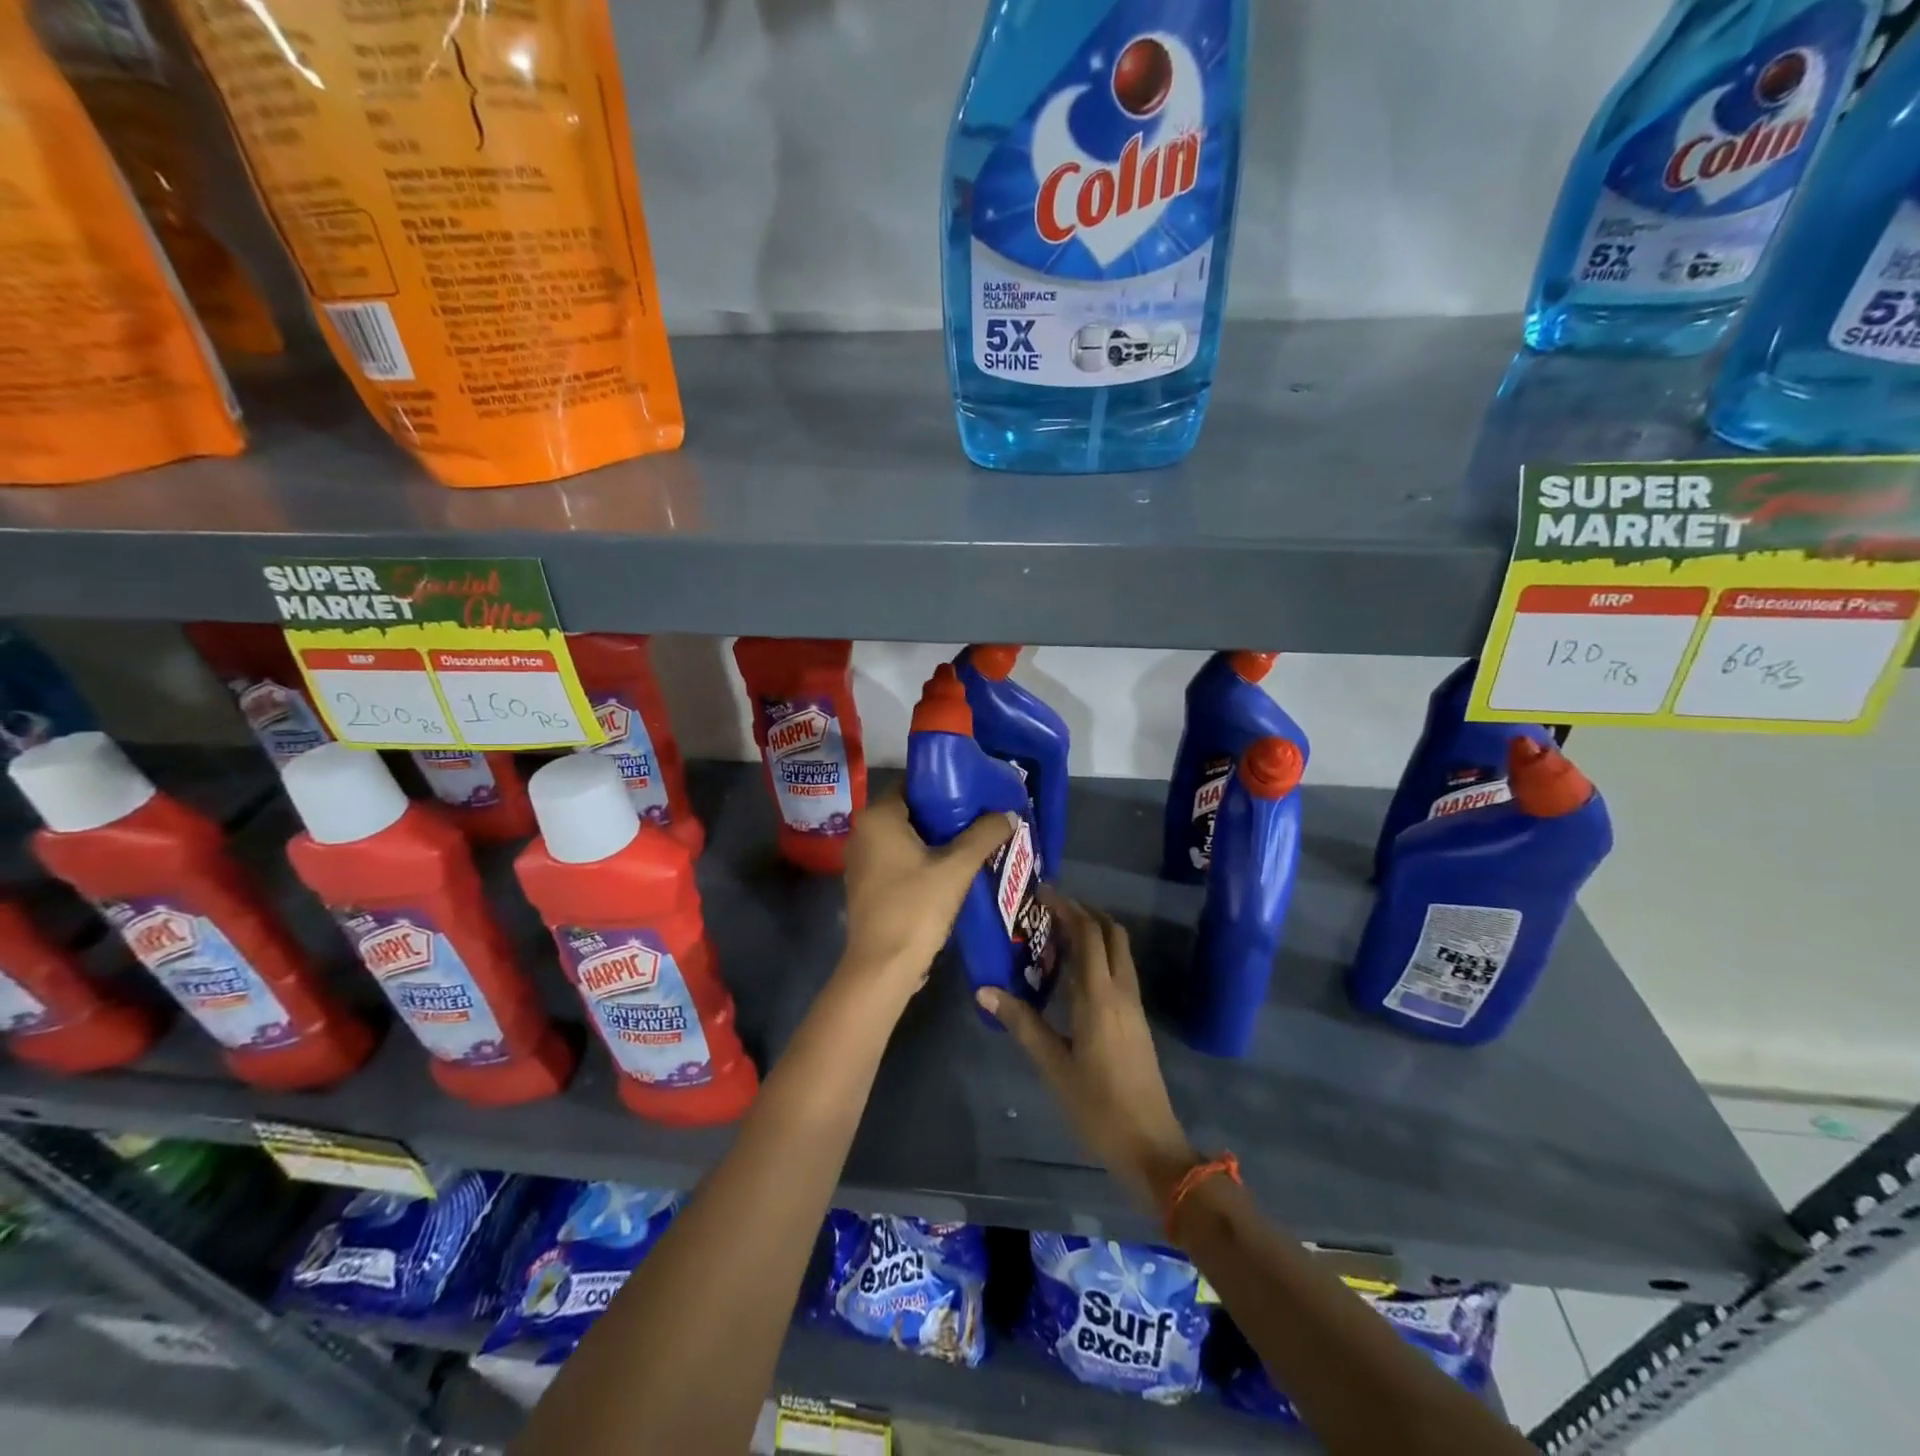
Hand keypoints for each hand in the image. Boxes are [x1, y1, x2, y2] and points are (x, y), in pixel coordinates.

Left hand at [838, 789, 1015, 1007]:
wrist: (882, 967)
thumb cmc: (916, 908)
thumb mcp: (957, 868)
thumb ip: (984, 835)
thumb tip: (1009, 812)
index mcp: (878, 817)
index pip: (912, 783)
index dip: (945, 783)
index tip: (975, 789)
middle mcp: (863, 832)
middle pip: (910, 809)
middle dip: (944, 812)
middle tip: (980, 814)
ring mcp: (861, 860)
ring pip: (904, 836)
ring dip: (935, 837)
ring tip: (972, 838)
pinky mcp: (866, 884)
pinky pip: (898, 858)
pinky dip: (921, 857)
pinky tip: (951, 867)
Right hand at [979, 893, 1197, 1212]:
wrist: (1151, 1146)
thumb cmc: (1097, 1106)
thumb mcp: (1053, 1066)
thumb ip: (1021, 1023)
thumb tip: (985, 989)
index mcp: (1099, 996)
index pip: (1087, 933)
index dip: (1067, 907)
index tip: (1042, 892)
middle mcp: (1121, 991)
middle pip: (1110, 932)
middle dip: (1083, 911)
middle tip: (1049, 909)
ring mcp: (1133, 1005)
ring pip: (1119, 950)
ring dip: (1094, 932)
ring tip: (1057, 934)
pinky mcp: (1136, 1020)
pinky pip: (1119, 970)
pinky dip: (1099, 955)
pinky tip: (1074, 974)